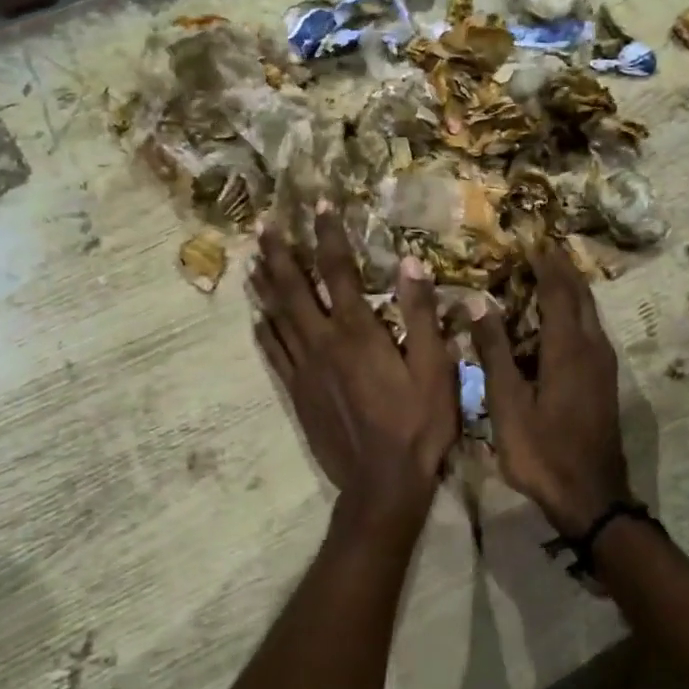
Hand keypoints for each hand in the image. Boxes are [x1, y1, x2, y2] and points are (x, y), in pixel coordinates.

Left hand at [250, 206, 457, 526]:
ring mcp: (304, 369)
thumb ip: (422, 315)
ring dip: (265, 286)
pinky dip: (263, 330)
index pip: (339, 271)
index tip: (319, 204)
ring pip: (276, 317)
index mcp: (358, 332)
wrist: (381, 483)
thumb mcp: (435, 369)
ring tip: (253, 260)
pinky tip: (256, 318)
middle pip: (293, 288)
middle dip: (280, 253)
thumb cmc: (417, 425)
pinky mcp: (296, 393)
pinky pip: (273, 353)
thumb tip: (411, 263)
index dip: (328, 234)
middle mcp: (323, 342)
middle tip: (264, 225)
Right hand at [471, 243, 632, 537]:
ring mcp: (603, 365)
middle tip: (541, 248)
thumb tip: (479, 300)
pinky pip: (591, 330)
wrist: (591, 498)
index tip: (530, 240)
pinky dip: (575, 312)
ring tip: (548, 274)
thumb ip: (494, 350)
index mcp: (568, 348)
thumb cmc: (542, 452)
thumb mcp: (507, 403)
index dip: (545, 263)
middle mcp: (592, 348)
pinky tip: (559, 319)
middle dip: (562, 269)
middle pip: (581, 296)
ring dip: (570, 289)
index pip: (558, 291)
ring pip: (590, 312)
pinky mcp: (605, 381)